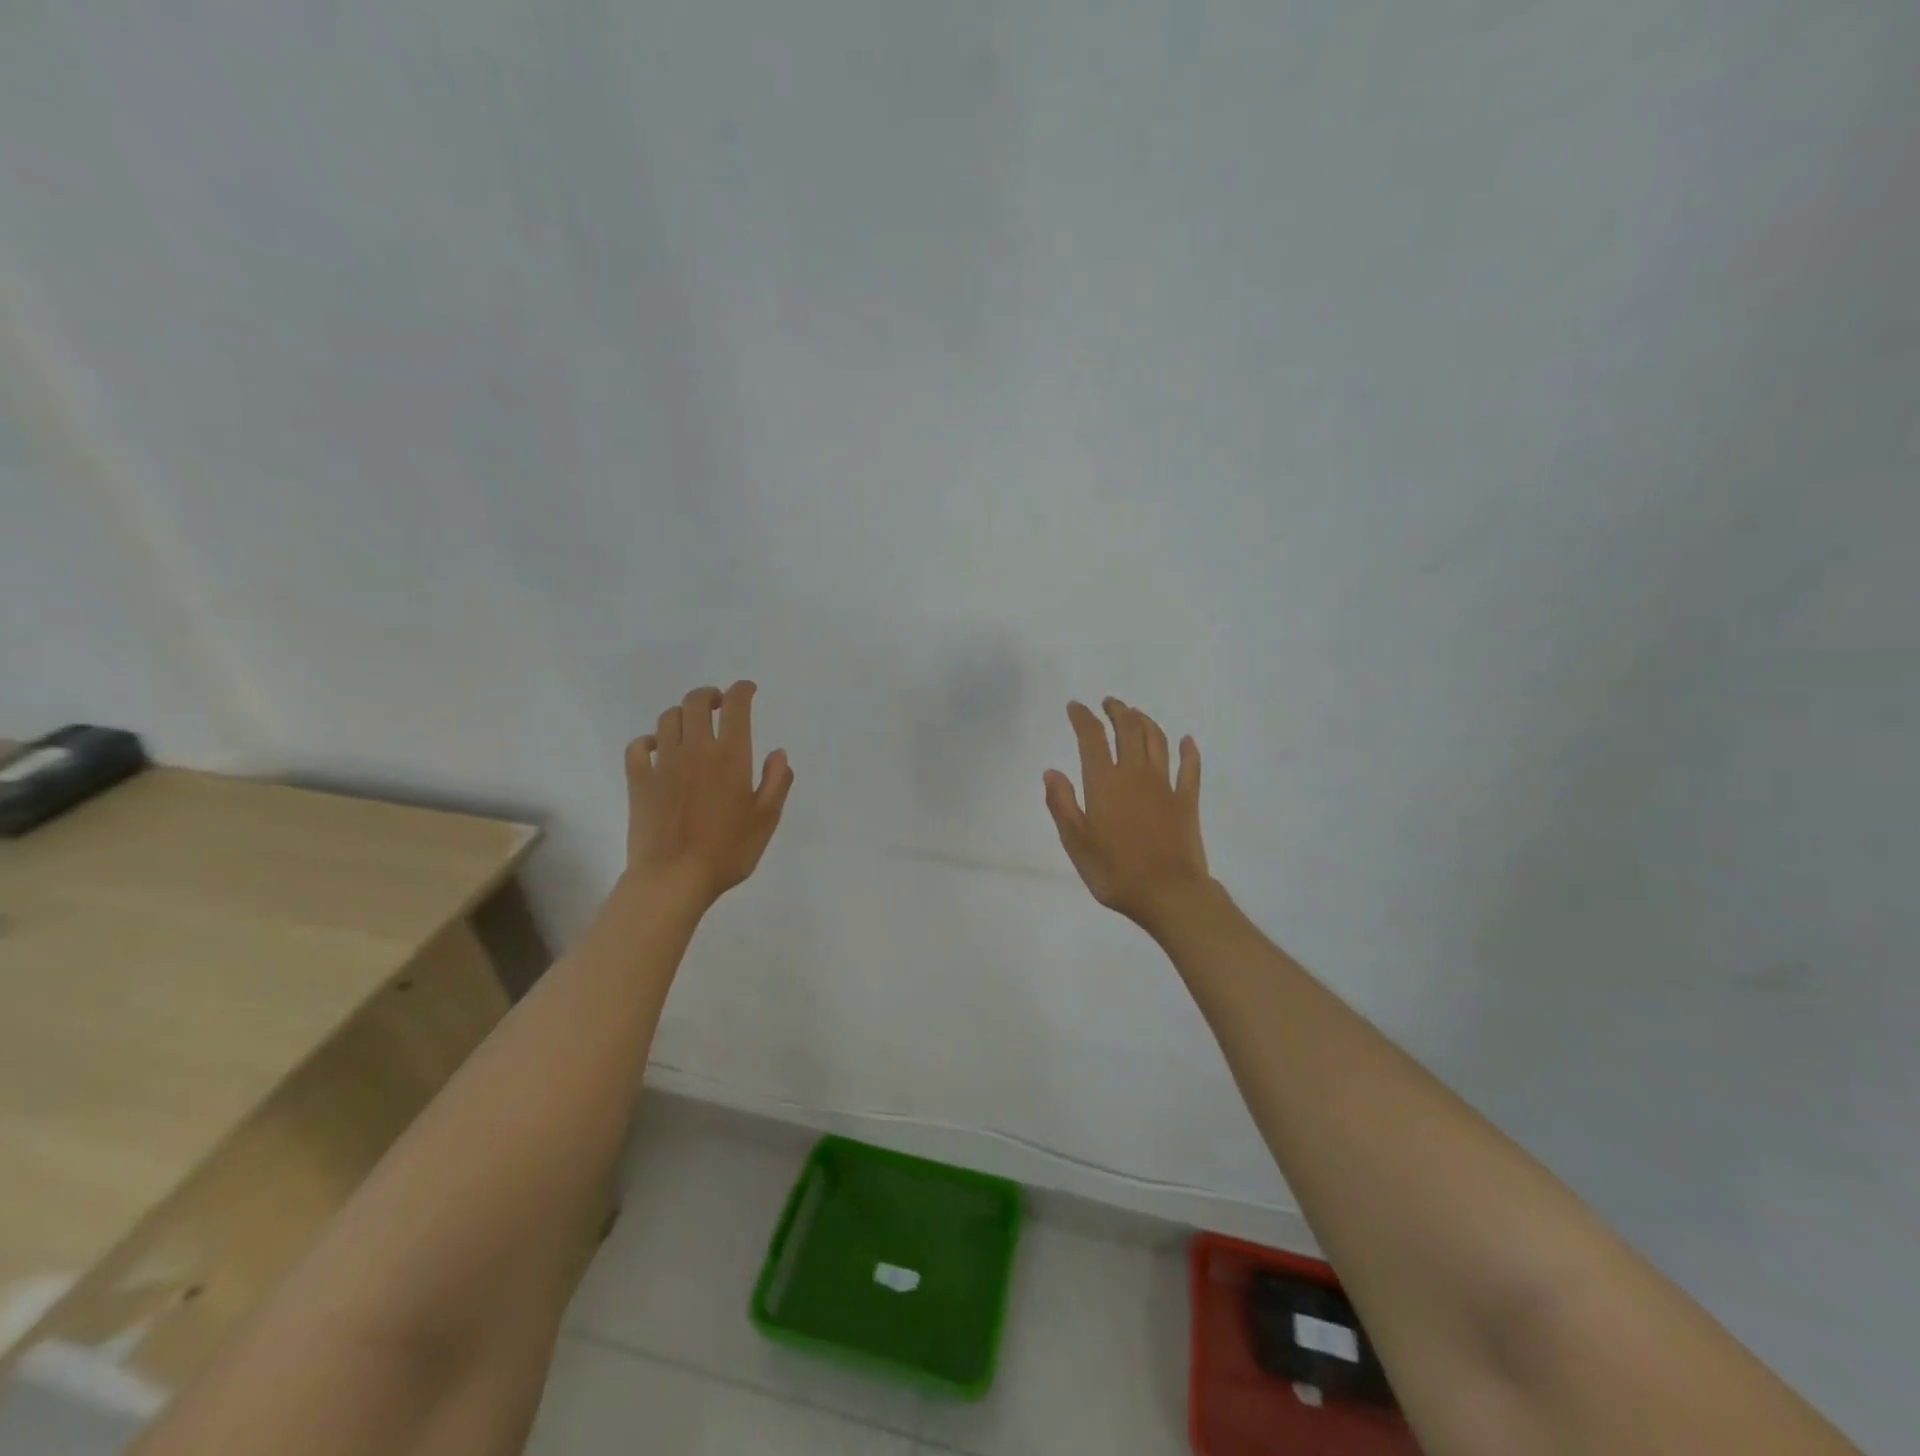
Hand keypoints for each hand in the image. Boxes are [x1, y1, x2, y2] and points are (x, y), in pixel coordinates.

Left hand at [625, 682, 793, 908]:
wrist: (673, 879)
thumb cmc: (728, 851)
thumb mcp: (766, 819)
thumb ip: (777, 781)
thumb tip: (779, 753)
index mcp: (730, 756)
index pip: (735, 706)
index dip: (742, 691)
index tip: (748, 690)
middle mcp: (695, 749)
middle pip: (696, 702)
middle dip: (709, 695)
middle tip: (719, 704)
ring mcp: (663, 763)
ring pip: (668, 719)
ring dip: (682, 714)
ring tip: (692, 726)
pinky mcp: (638, 780)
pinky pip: (638, 746)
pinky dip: (648, 740)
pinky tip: (657, 749)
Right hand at [1044, 698, 1210, 932]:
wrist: (1168, 893)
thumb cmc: (1115, 871)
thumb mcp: (1076, 843)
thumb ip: (1062, 804)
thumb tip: (1051, 772)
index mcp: (1104, 782)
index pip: (1091, 738)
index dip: (1083, 718)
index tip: (1076, 706)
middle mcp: (1135, 774)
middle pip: (1128, 730)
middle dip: (1117, 712)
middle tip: (1109, 703)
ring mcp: (1165, 785)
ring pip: (1156, 741)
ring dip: (1145, 722)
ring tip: (1136, 714)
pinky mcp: (1187, 801)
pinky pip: (1190, 768)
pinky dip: (1188, 751)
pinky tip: (1186, 741)